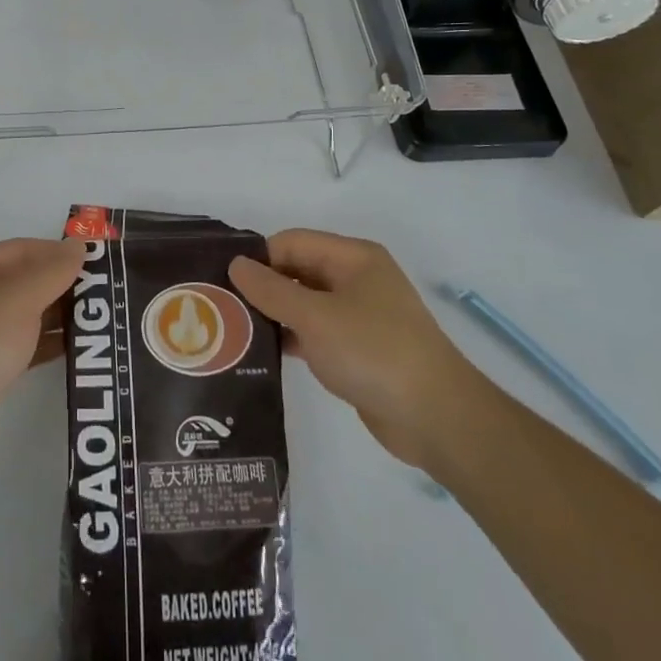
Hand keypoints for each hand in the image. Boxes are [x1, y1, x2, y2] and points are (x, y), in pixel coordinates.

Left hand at [0, 237, 87, 474]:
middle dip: (61, 285)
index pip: (21, 249)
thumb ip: (53, 271)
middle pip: (23, 281)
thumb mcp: (19, 298)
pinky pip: (22, 345)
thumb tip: (79, 245)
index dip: (57, 252)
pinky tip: (75, 346)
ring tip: (98, 318)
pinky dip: (46, 343)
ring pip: (24, 315)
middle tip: (103, 291)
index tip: (96, 261)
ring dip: (57, 316)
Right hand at [229, 229, 477, 468]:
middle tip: (222, 308)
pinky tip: (263, 355)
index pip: (292, 242)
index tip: (224, 282)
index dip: (259, 259)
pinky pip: (316, 333)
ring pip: (305, 304)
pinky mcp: (360, 350)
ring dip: (275, 315)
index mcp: (353, 258)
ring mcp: (360, 316)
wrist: (437, 418)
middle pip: (298, 271)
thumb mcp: (315, 317)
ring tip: (233, 331)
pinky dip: (293, 339)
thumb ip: (271, 290)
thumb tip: (236, 264)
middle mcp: (357, 279)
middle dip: (263, 287)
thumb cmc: (374, 352)